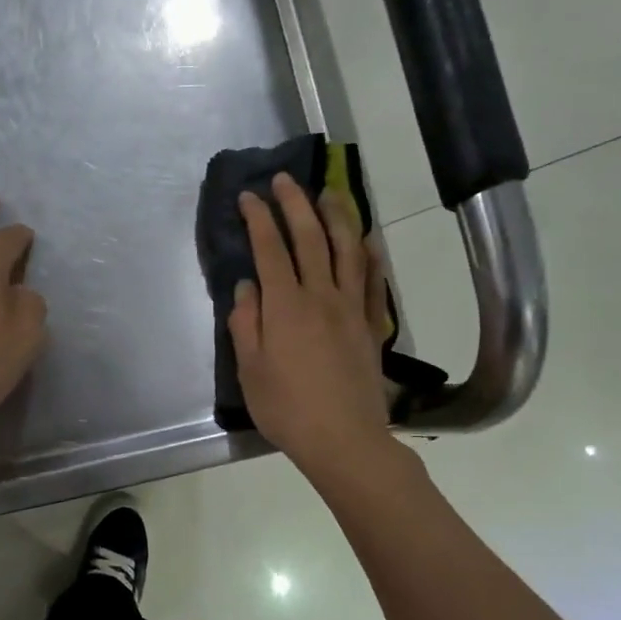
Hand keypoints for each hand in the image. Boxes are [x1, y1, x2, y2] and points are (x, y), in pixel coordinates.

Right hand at [229, 173, 395, 477]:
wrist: (345, 440)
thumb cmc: (287, 408)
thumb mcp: (250, 370)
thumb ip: (246, 323)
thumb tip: (247, 287)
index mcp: (286, 306)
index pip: (270, 249)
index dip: (258, 218)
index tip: (249, 196)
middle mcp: (322, 296)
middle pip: (311, 238)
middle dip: (295, 204)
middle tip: (284, 180)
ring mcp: (352, 309)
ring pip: (348, 250)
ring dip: (337, 216)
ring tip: (328, 193)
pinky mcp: (372, 326)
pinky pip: (374, 282)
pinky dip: (370, 256)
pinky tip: (367, 242)